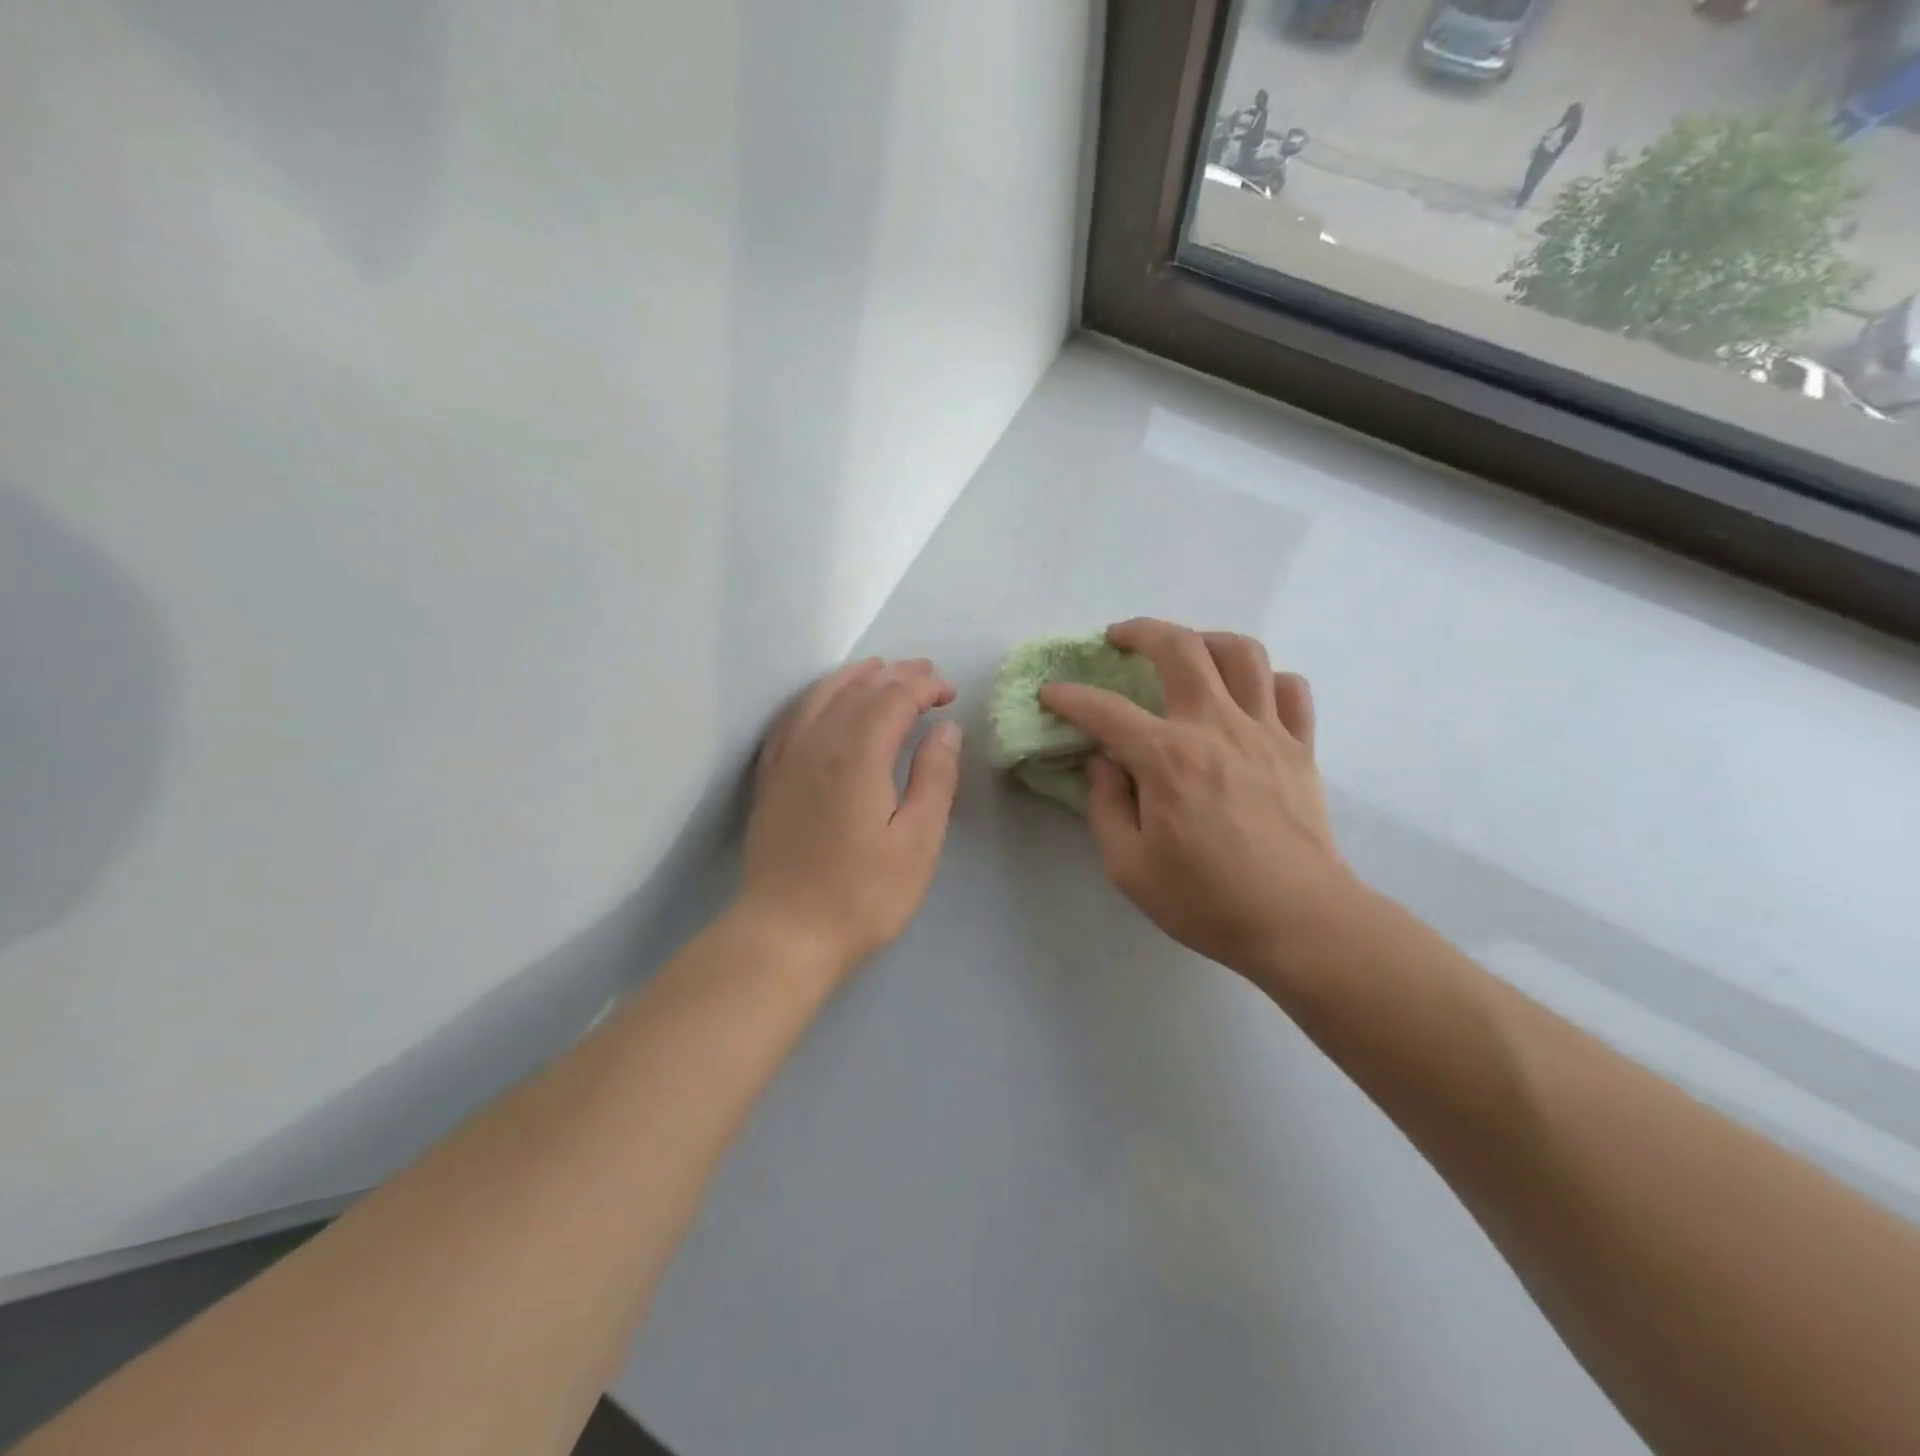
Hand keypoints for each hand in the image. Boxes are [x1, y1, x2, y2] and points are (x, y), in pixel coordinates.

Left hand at [739, 657, 961, 977]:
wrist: (785, 933)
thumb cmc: (862, 894)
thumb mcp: (918, 841)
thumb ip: (935, 777)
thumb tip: (945, 728)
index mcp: (857, 754)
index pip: (894, 698)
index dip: (925, 687)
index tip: (950, 694)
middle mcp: (817, 742)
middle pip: (858, 688)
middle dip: (896, 675)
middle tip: (927, 675)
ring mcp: (787, 758)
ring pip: (821, 696)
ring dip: (855, 676)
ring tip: (880, 669)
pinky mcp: (771, 776)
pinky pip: (793, 717)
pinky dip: (817, 697)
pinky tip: (826, 702)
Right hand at [1040, 619, 1359, 986]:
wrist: (1299, 923)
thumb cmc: (1206, 900)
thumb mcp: (1128, 866)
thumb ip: (1105, 806)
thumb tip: (1102, 762)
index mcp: (1167, 758)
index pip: (1104, 710)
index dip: (1069, 697)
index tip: (1050, 693)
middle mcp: (1215, 727)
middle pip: (1180, 647)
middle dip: (1140, 631)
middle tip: (1118, 638)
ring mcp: (1265, 731)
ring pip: (1242, 652)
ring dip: (1205, 639)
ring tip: (1185, 652)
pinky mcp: (1300, 747)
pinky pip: (1290, 689)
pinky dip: (1266, 679)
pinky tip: (1247, 694)